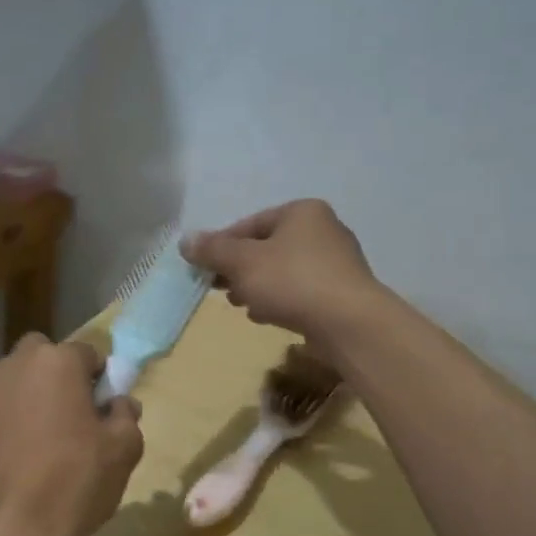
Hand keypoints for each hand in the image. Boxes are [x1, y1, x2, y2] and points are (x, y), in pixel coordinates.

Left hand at [0, 336, 143, 535]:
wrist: (13, 531)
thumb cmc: (76, 481)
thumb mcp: (123, 448)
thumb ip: (126, 415)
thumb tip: (119, 404)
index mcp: (57, 361)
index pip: (88, 353)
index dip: (102, 380)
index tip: (107, 411)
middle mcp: (17, 366)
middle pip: (46, 356)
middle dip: (62, 375)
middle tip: (78, 416)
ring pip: (21, 381)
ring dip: (38, 397)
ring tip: (53, 440)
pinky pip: (4, 410)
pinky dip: (17, 421)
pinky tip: (28, 458)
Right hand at [181, 200, 382, 341]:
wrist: (349, 324)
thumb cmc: (293, 282)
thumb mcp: (243, 262)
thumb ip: (213, 250)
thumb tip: (185, 240)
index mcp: (302, 212)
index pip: (250, 224)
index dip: (221, 245)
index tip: (203, 268)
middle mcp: (323, 230)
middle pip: (267, 247)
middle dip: (239, 269)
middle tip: (220, 289)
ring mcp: (336, 263)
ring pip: (282, 271)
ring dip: (257, 286)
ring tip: (241, 306)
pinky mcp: (342, 293)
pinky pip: (301, 291)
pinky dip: (280, 300)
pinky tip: (266, 317)